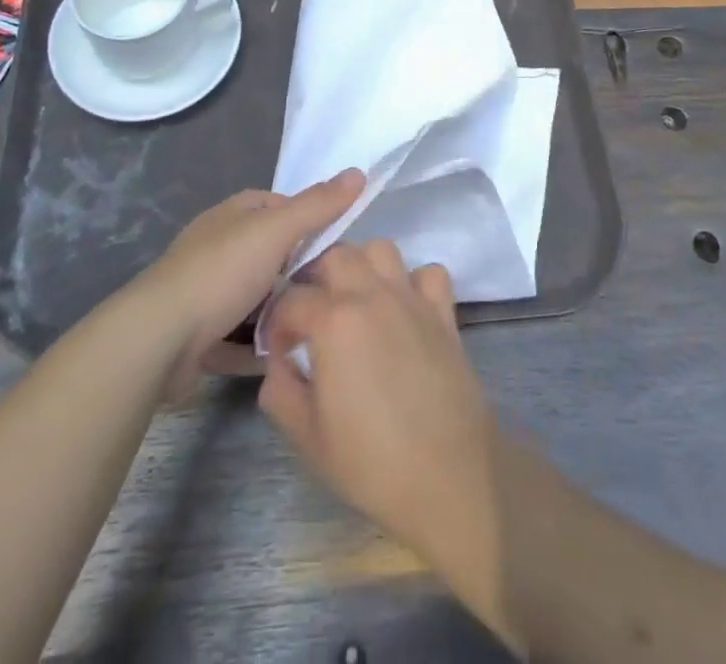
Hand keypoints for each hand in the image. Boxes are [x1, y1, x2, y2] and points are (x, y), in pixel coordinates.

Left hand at [136, 170, 363, 395]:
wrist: (158, 339)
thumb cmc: (221, 273)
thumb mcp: (276, 231)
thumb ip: (318, 205)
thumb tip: (358, 171)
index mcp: (233, 215)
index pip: (280, 207)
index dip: (308, 222)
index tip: (336, 248)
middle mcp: (217, 247)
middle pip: (270, 256)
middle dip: (296, 274)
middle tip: (329, 293)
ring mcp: (205, 292)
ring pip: (255, 299)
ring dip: (279, 313)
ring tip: (313, 328)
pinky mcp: (197, 335)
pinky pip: (238, 337)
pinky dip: (257, 346)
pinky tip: (283, 358)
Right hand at [259, 243, 507, 636]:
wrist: (448, 475)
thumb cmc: (372, 461)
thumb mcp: (308, 437)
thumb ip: (280, 391)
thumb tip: (279, 363)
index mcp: (333, 322)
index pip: (291, 299)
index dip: (277, 322)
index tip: (279, 349)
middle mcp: (371, 296)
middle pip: (336, 255)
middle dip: (316, 278)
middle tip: (312, 313)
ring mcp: (411, 299)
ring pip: (381, 249)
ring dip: (363, 266)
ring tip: (355, 300)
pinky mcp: (443, 312)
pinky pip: (429, 273)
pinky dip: (414, 281)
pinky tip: (404, 308)